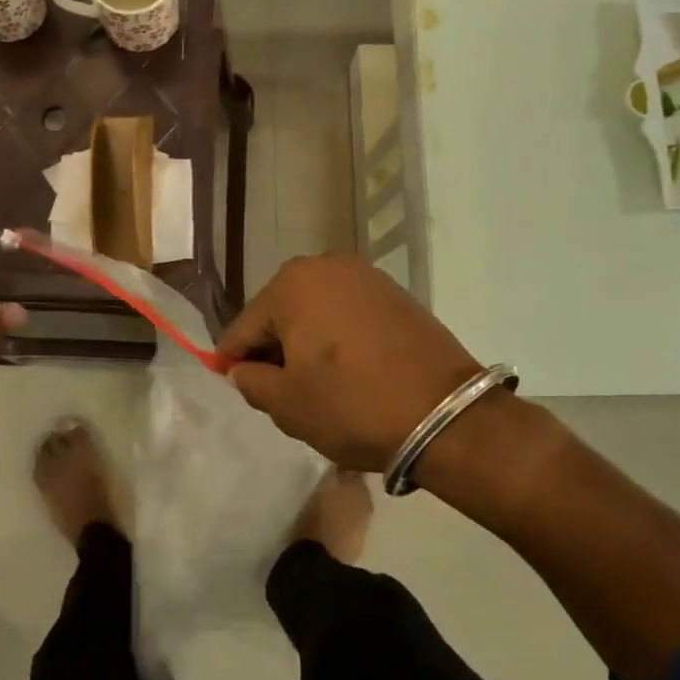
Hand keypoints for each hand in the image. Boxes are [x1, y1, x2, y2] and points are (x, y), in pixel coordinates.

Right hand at [217, 254, 485, 471]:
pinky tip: (347, 369)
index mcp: (292, 284)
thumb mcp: (287, 404)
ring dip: (307, 342)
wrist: (445, 414)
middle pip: (281, 313)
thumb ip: (250, 381)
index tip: (234, 385)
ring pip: (316, 311)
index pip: (245, 327)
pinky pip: (349, 313)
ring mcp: (366, 275)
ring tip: (315, 383)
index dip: (234, 361)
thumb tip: (244, 369)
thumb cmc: (352, 405)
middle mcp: (326, 265)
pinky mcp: (396, 293)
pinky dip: (339, 337)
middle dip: (274, 349)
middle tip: (279, 391)